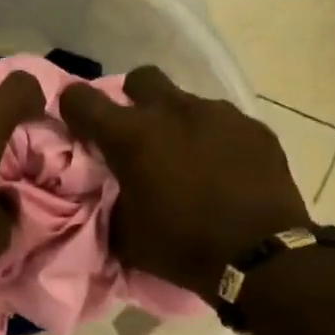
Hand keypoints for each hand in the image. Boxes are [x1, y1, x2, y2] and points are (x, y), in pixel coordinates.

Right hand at [63, 66, 307, 300]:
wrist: (260, 256)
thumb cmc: (183, 246)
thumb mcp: (127, 235)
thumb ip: (112, 202)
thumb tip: (112, 192)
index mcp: (131, 136)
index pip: (81, 99)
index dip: (74, 108)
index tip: (79, 126)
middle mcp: (171, 111)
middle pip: (140, 78)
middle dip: (133, 99)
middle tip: (139, 134)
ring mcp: (217, 114)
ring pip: (186, 100)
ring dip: (178, 122)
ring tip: (188, 157)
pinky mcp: (253, 127)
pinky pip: (224, 122)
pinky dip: (215, 139)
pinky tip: (225, 169)